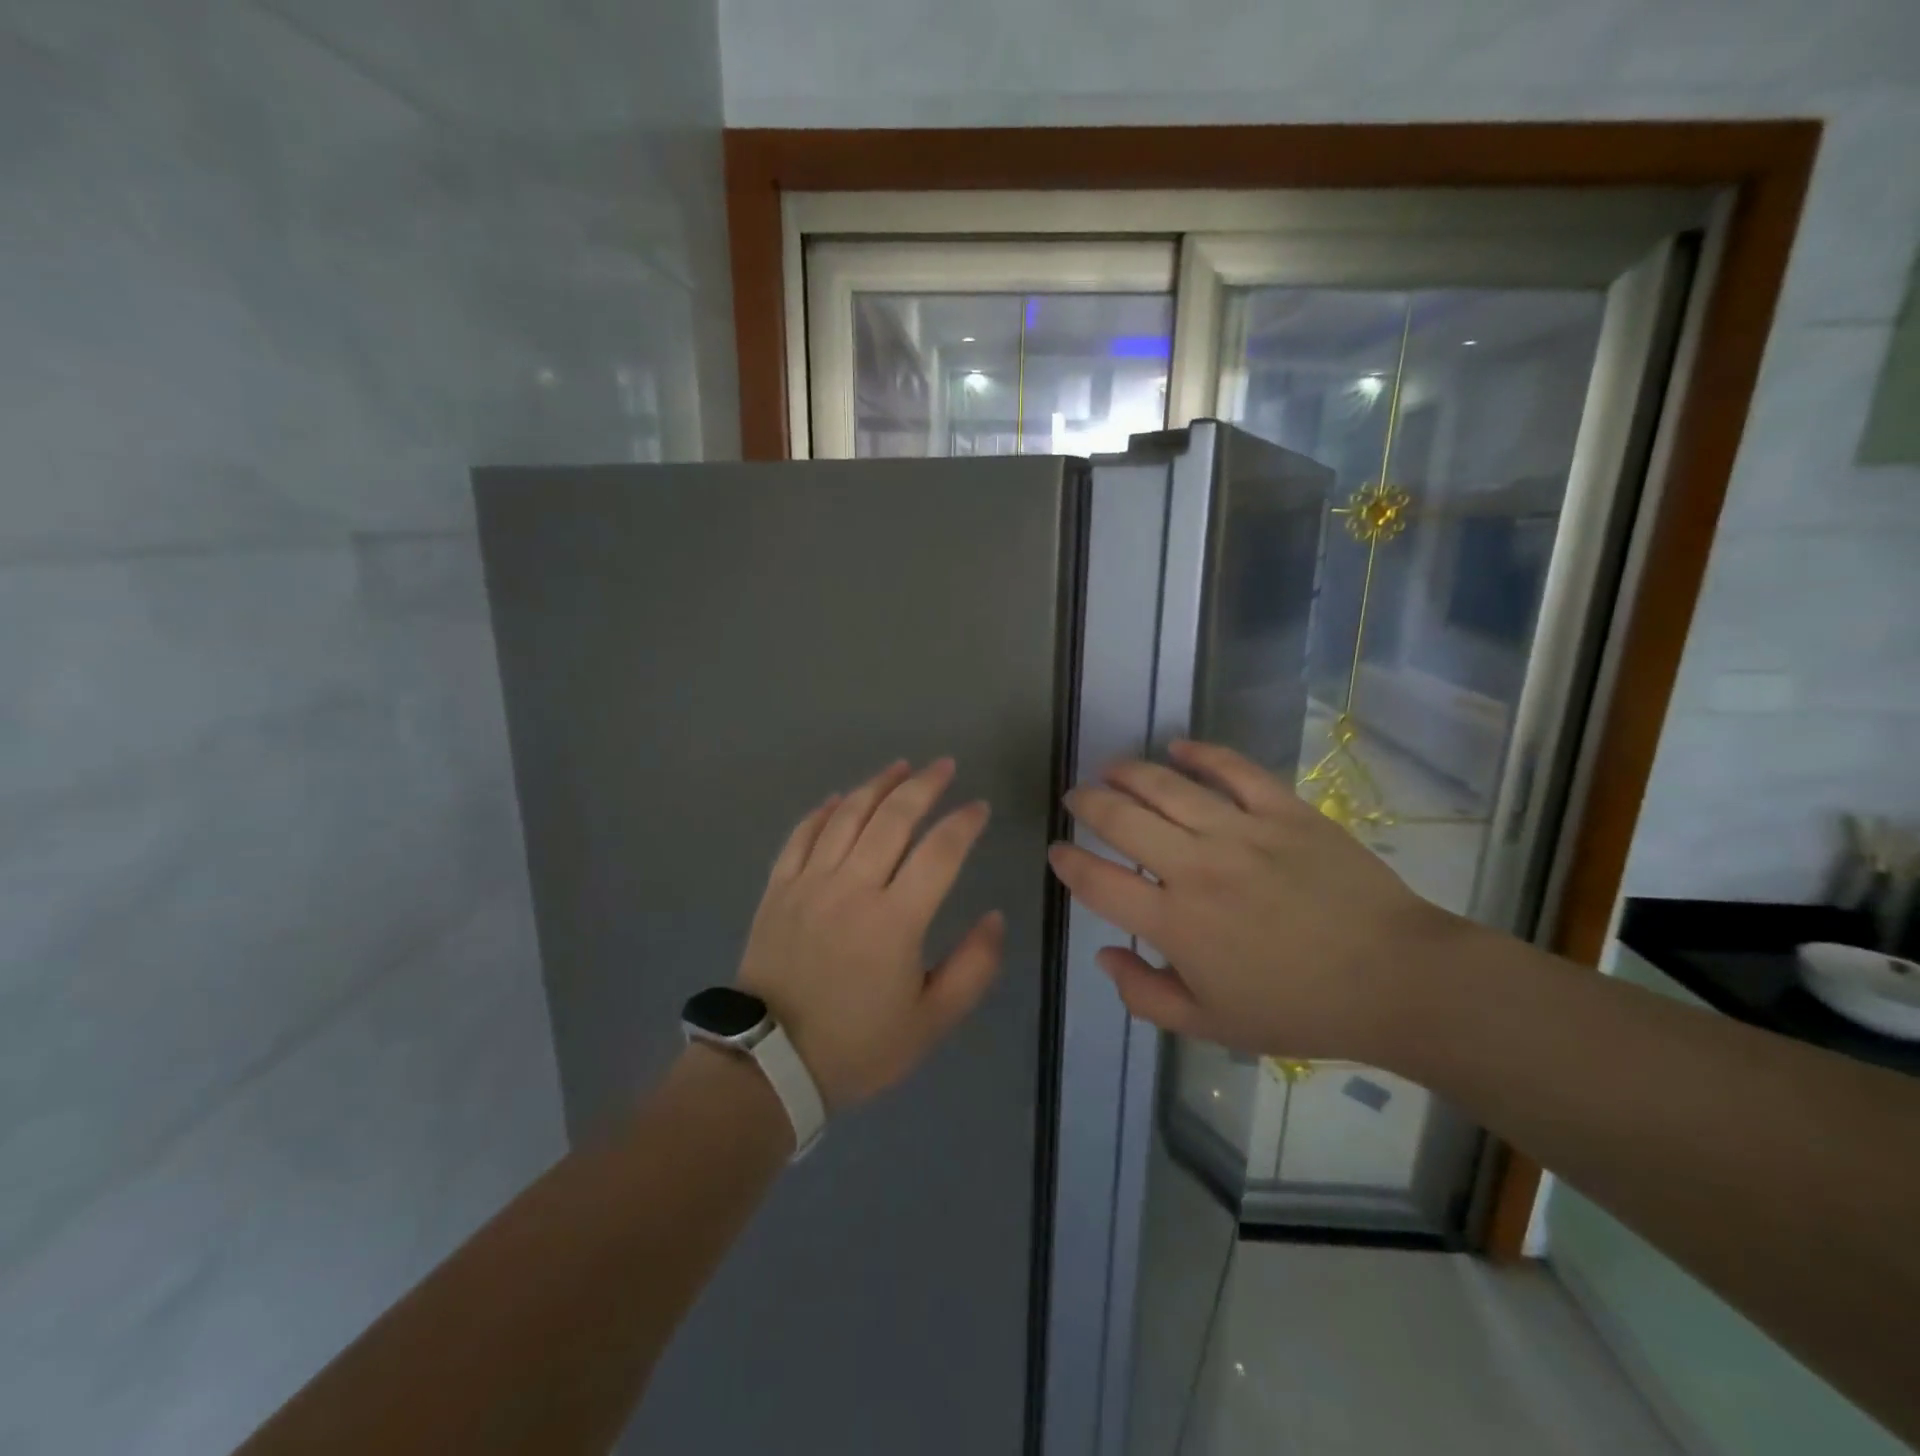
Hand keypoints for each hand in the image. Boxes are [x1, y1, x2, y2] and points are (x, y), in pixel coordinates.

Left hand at [736, 758, 1005, 1109]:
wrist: (769, 1064)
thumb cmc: (857, 1046)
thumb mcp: (931, 1022)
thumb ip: (973, 968)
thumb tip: (995, 918)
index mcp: (896, 920)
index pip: (940, 852)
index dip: (964, 823)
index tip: (979, 808)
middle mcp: (853, 887)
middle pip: (892, 818)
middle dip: (924, 785)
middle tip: (944, 766)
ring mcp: (810, 883)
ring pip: (846, 816)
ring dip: (876, 785)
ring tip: (899, 767)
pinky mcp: (778, 889)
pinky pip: (801, 835)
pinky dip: (822, 811)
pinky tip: (838, 798)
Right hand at [1047, 739, 1463, 1062]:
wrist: (1395, 980)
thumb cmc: (1299, 1009)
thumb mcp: (1211, 1026)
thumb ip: (1145, 995)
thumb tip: (1105, 954)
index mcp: (1175, 923)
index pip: (1097, 882)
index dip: (1067, 863)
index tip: (1057, 851)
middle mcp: (1196, 868)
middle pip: (1121, 820)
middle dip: (1086, 804)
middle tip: (1075, 797)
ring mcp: (1241, 833)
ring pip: (1167, 786)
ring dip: (1128, 773)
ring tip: (1109, 768)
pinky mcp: (1283, 811)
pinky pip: (1233, 770)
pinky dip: (1201, 753)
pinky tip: (1177, 747)